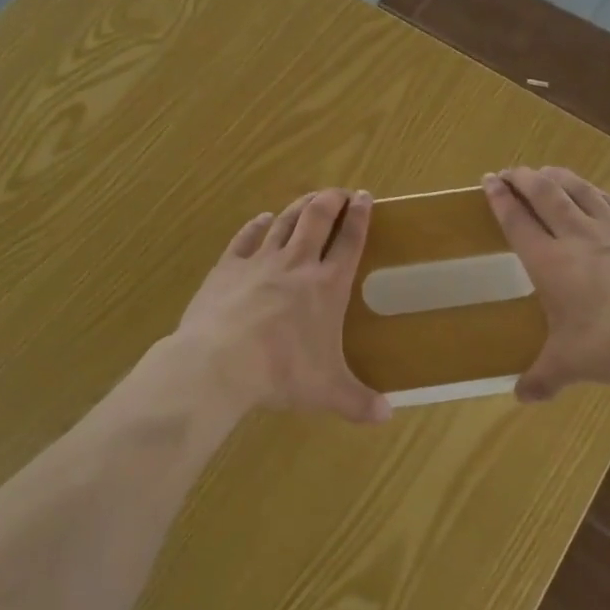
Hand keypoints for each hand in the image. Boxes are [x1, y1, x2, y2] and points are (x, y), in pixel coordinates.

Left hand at [169, 188, 390, 424]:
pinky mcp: (228, 266)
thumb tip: (387, 416)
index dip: (360, 217)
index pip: (350, 242)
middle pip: (317, 218)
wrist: (221, 361)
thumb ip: (359, 401)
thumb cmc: (282, 372)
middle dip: (331, 200)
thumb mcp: (327, 392)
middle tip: (339, 192)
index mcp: (327, 286)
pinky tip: (262, 219)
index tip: (365, 197)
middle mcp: (297, 264)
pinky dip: (256, 225)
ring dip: (299, 207)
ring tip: (308, 200)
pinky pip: (246, 237)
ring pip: (284, 222)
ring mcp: (260, 261)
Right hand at [483, 166, 609, 399]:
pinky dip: (598, 193)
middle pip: (545, 195)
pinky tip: (596, 193)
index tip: (489, 180)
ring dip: (558, 178)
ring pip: (580, 192)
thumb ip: (543, 377)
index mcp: (550, 262)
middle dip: (524, 179)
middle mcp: (577, 236)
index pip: (517, 221)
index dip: (500, 199)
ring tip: (546, 171)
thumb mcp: (573, 364)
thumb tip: (520, 397)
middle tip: (512, 171)